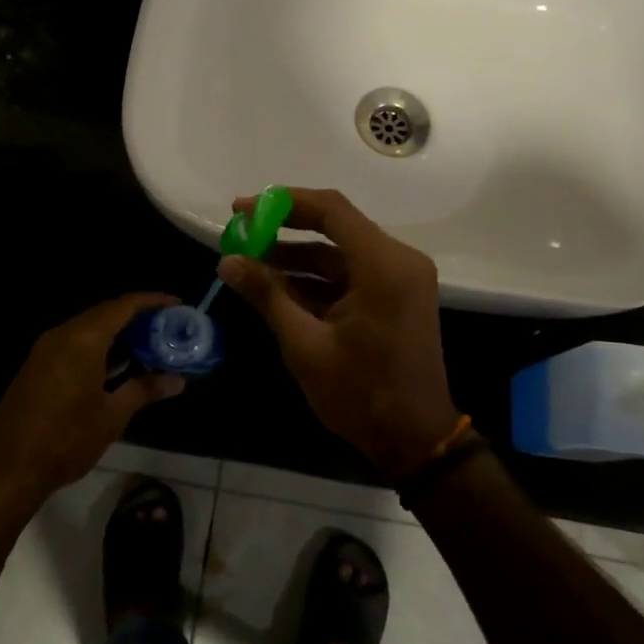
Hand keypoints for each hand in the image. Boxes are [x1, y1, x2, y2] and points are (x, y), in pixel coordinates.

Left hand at [0, 293, 183, 505]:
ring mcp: (45, 350)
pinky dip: (98, 346)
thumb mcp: (112, 416)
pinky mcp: (36, 367)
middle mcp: (62, 335)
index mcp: (83, 339)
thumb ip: (144, 390)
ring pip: (88, 328)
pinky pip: (73, 343)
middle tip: (166, 327)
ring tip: (148, 345)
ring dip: (117, 332)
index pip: (123, 306)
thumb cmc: (65, 440)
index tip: (177, 305)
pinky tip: (116, 365)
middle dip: (137, 317)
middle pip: (105, 312)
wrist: (6, 471)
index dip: (152, 301)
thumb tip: (177, 381)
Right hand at [220, 188, 459, 479]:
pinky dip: (316, 279)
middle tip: (241, 230)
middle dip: (284, 228)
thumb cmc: (361, 394)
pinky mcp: (395, 295)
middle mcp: (398, 260)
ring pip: (340, 252)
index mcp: (383, 265)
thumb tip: (228, 261)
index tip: (243, 208)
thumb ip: (267, 295)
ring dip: (297, 257)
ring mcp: (400, 277)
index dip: (283, 203)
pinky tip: (277, 286)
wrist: (415, 440)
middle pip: (336, 226)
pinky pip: (351, 274)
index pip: (331, 210)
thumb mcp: (305, 345)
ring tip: (249, 261)